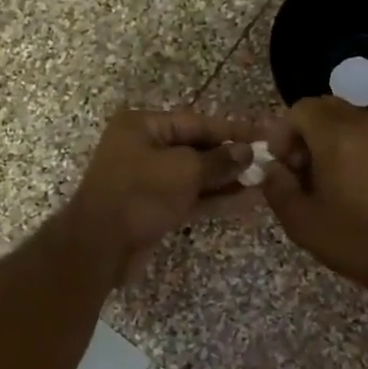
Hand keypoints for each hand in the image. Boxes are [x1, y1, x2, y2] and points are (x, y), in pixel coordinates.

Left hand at [65, 110, 256, 283]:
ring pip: (194, 175)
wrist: (100, 247)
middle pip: (195, 147)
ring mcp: (147, 179)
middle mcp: (142, 147)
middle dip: (230, 156)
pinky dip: (213, 198)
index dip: (231, 129)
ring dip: (226, 179)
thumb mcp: (184, 170)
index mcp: (142, 126)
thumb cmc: (140, 195)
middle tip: (267, 159)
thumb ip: (218, 160)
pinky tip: (245, 200)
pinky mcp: (152, 207)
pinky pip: (188, 196)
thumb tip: (246, 153)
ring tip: (263, 181)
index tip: (263, 133)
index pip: (196, 122)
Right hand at [260, 97, 367, 285]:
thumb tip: (271, 169)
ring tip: (322, 178)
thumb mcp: (301, 221)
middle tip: (299, 169)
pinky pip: (364, 132)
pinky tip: (347, 182)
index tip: (282, 166)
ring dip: (326, 139)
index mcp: (336, 136)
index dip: (282, 134)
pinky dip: (348, 145)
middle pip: (323, 108)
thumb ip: (277, 187)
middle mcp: (362, 124)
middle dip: (303, 133)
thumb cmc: (355, 238)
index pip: (299, 109)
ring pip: (344, 119)